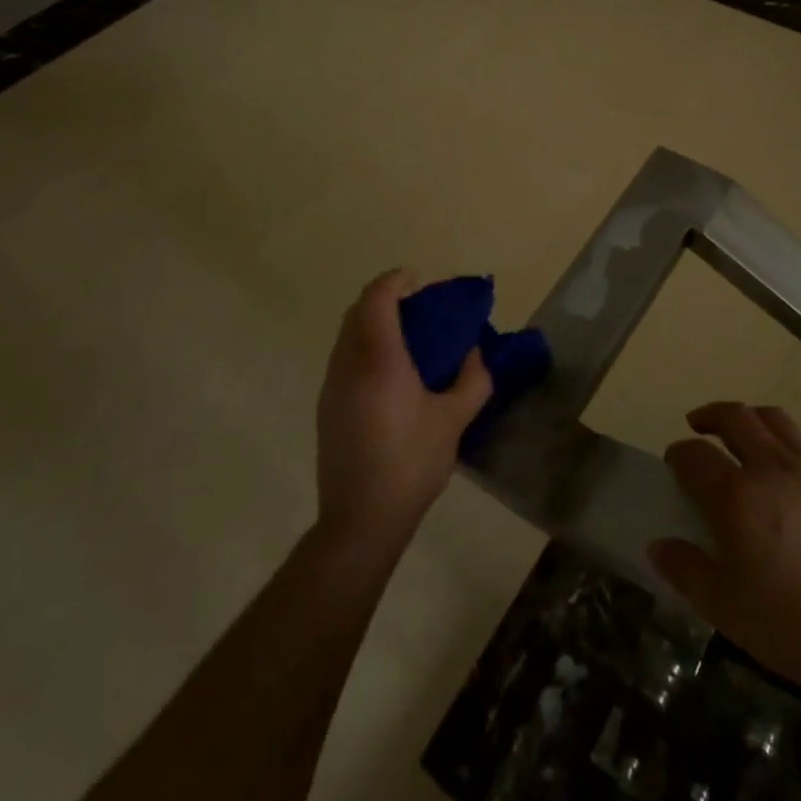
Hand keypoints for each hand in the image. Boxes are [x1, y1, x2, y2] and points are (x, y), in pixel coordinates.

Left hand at [315, 269, 492, 557]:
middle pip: (357, 311)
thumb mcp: (455, 419)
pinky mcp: (326, 408)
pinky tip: (389, 375)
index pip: (377, 298)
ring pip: (347, 335)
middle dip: (385, 299)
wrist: (360, 520)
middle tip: (417, 309)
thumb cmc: (411, 463)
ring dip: (372, 323)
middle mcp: (349, 364)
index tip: (419, 282)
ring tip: (406, 340)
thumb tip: (474, 353)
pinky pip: (343, 359)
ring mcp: (332, 386)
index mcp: (380, 359)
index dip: (396, 280)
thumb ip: (472, 379)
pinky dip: (363, 348)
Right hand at [649, 402, 800, 701]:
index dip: (679, 454)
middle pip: (736, 417)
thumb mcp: (730, 612)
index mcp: (739, 495)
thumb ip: (689, 572)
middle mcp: (774, 467)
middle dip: (710, 415)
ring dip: (751, 419)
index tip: (674, 462)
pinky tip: (796, 481)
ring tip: (745, 433)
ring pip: (776, 420)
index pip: (695, 455)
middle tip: (699, 424)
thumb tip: (658, 546)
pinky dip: (790, 450)